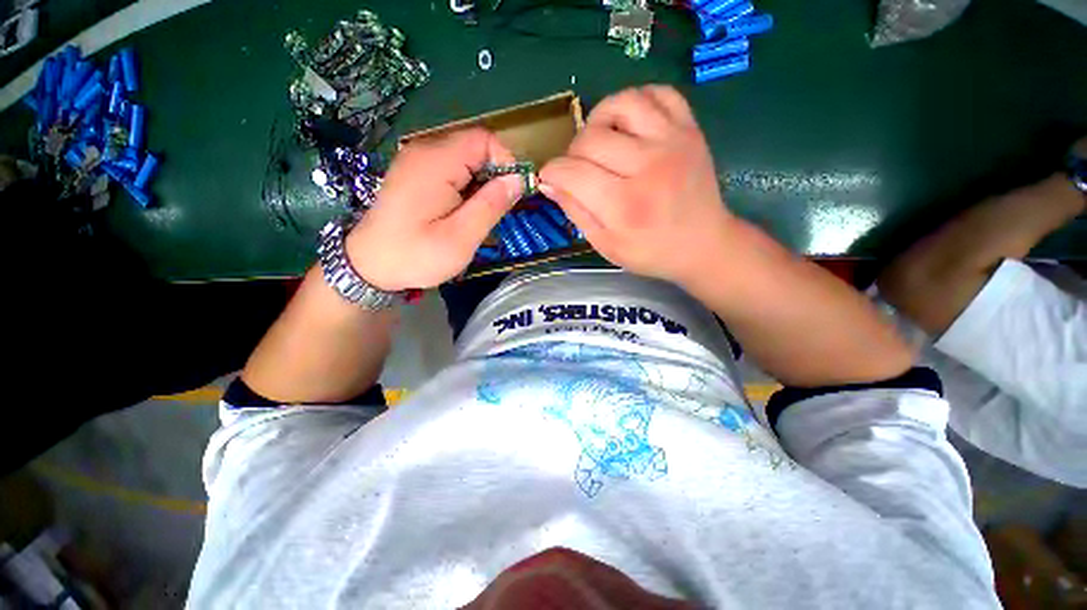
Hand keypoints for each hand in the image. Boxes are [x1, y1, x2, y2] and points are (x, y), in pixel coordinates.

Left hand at [346, 128, 522, 290]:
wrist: (369, 265)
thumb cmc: (416, 255)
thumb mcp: (461, 238)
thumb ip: (491, 205)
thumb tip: (519, 180)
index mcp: (436, 162)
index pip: (484, 140)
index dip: (506, 163)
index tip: (511, 196)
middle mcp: (425, 150)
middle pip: (475, 147)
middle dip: (494, 177)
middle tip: (494, 213)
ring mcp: (417, 160)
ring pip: (466, 159)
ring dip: (481, 184)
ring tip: (477, 216)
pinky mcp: (415, 172)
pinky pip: (452, 168)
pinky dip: (466, 186)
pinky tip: (461, 212)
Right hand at [539, 85, 732, 287]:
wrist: (702, 244)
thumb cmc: (650, 252)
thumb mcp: (605, 245)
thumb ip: (576, 212)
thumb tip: (549, 182)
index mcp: (623, 205)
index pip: (572, 172)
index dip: (552, 172)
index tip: (550, 178)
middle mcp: (647, 167)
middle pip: (590, 138)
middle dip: (572, 153)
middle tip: (577, 169)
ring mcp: (672, 142)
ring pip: (622, 103)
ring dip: (600, 119)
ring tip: (600, 140)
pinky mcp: (689, 129)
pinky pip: (658, 93)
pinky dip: (636, 101)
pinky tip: (629, 124)